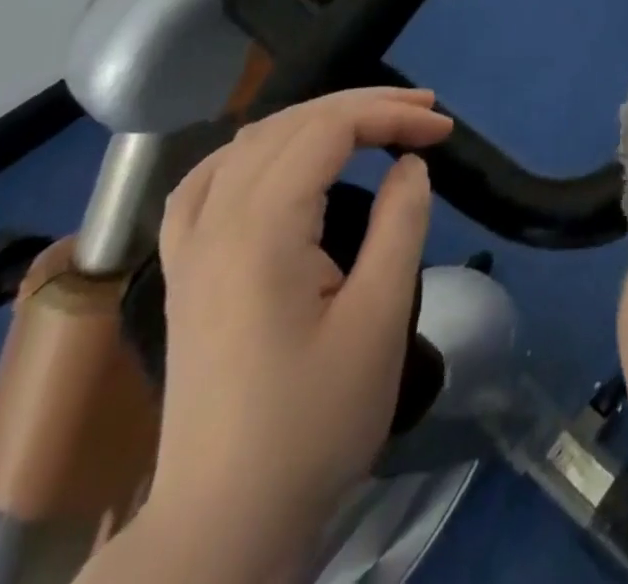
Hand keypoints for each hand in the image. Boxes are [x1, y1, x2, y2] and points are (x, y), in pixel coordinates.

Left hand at [140, 88, 452, 577]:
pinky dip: (254, 148)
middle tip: (424, 113)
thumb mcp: (378, 318)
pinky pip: (206, 180)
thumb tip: (409, 164)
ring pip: (248, 142)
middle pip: (290, 125)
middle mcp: (214, 224)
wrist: (226, 520)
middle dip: (363, 106)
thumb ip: (399, 223)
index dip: (390, 115)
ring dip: (314, 119)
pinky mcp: (184, 272)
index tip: (443, 130)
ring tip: (369, 121)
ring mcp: (189, 248)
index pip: (328, 131)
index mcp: (260, 232)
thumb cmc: (313, 420)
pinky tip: (278, 155)